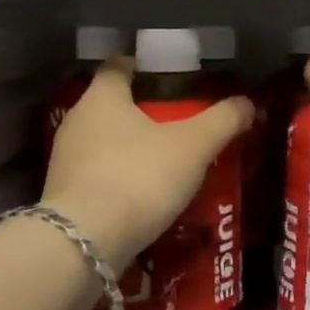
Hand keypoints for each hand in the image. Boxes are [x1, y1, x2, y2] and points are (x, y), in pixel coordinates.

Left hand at [42, 59, 253, 267]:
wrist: (84, 243)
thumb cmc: (138, 177)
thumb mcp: (192, 147)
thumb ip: (222, 121)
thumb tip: (248, 102)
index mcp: (102, 96)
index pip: (118, 66)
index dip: (142, 67)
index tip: (169, 77)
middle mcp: (76, 120)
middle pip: (110, 105)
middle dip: (141, 112)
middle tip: (177, 123)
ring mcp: (63, 159)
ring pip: (102, 142)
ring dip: (129, 148)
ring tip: (164, 162)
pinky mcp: (62, 195)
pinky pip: (95, 175)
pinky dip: (117, 178)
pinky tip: (141, 195)